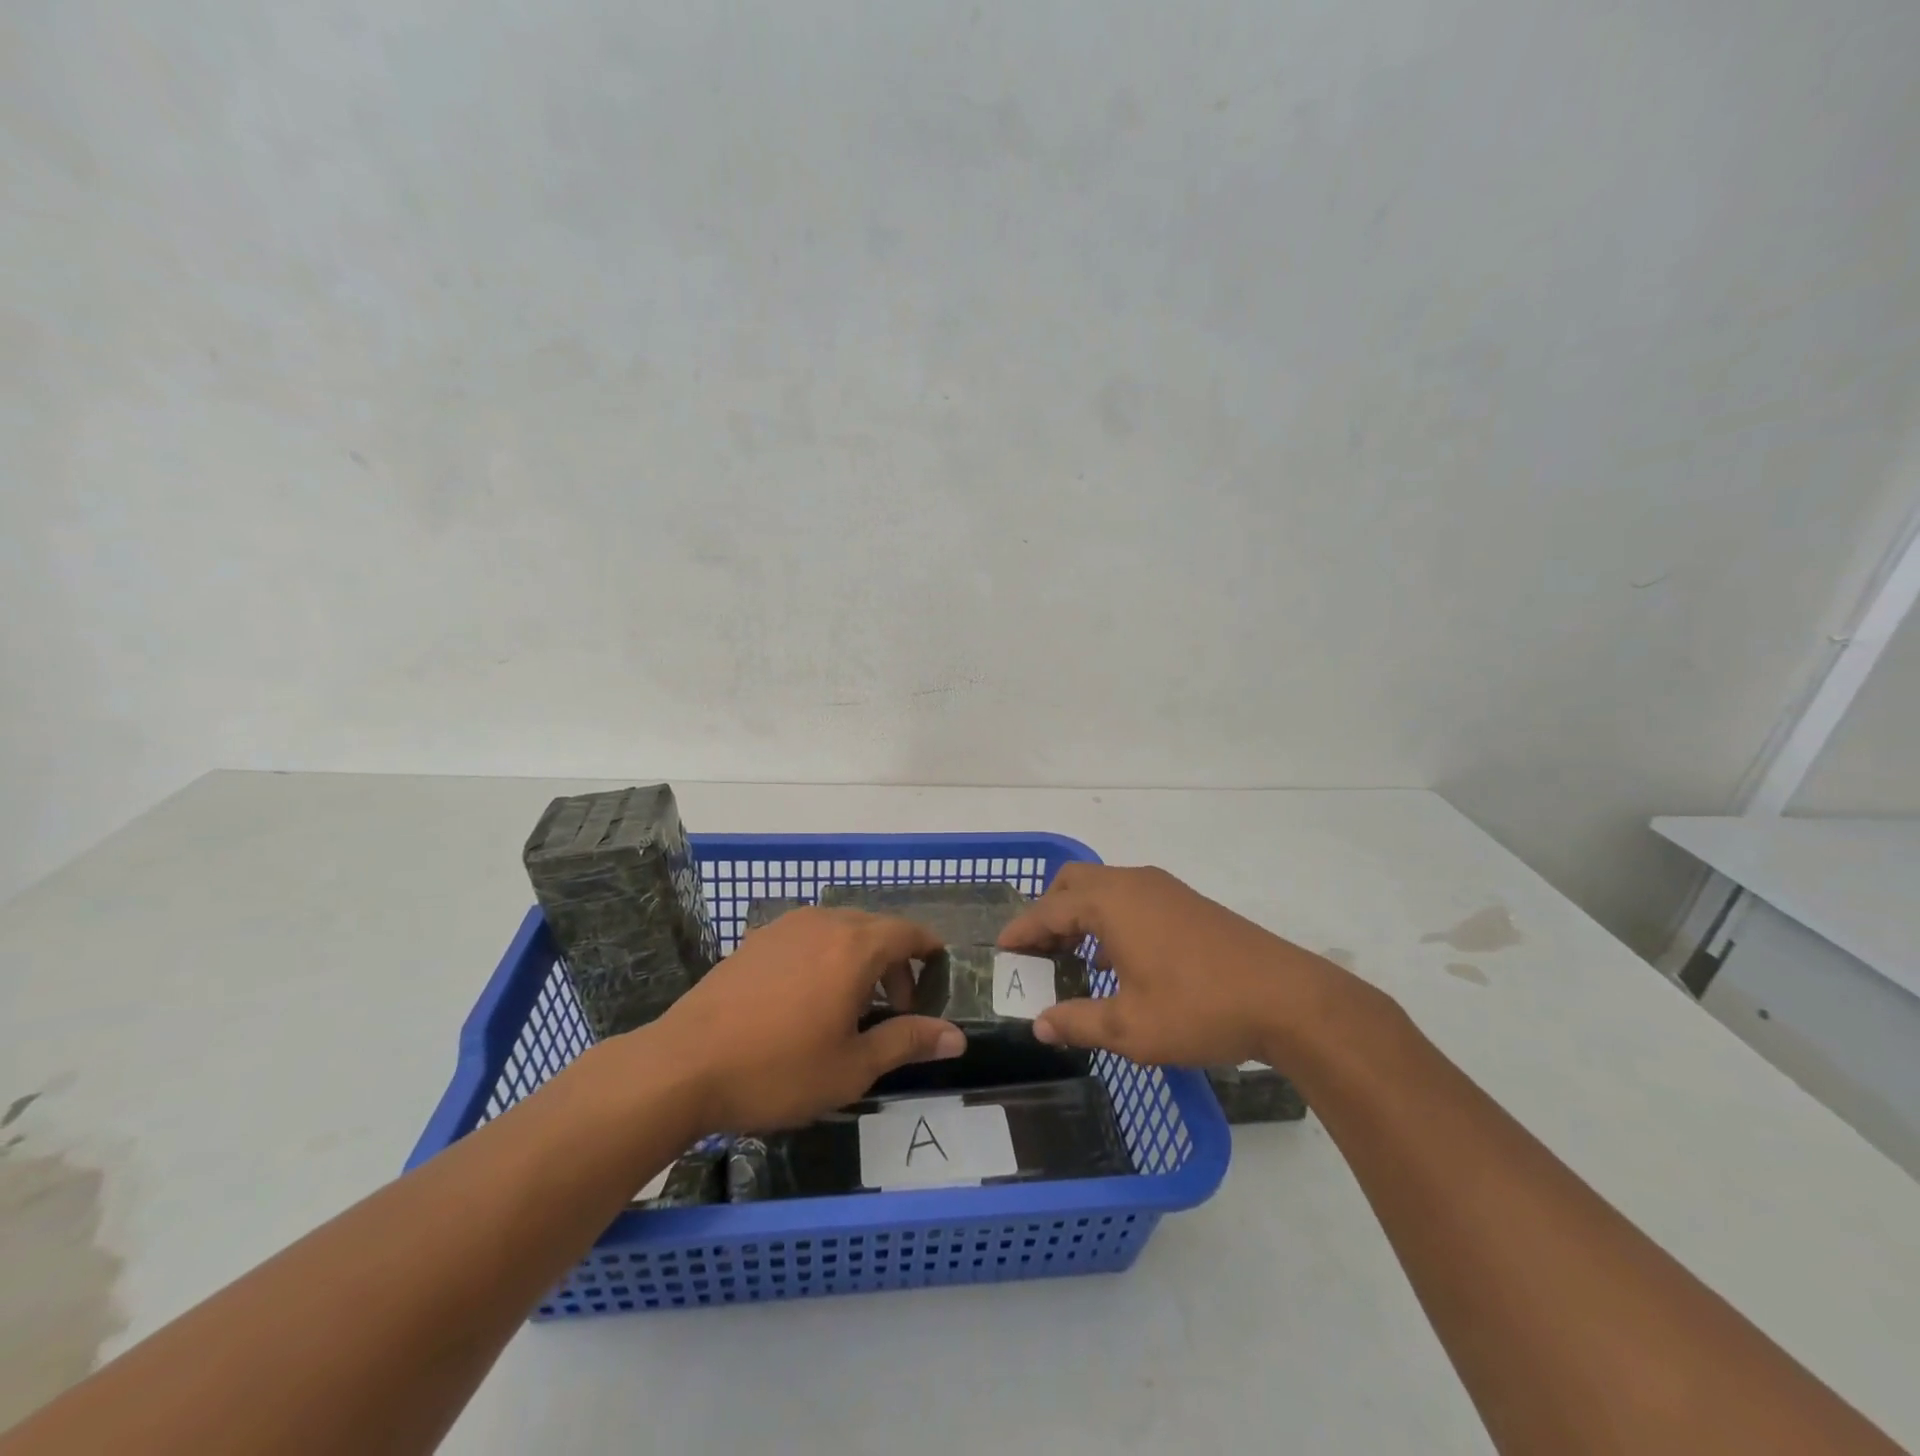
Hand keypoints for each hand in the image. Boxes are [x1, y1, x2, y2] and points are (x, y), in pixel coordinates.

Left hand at [645, 908, 965, 1131]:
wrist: (683, 1066)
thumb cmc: (778, 1070)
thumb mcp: (852, 1068)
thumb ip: (907, 1042)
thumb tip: (956, 1037)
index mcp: (854, 947)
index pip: (907, 932)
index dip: (928, 949)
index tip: (937, 971)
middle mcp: (823, 923)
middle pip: (875, 928)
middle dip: (894, 962)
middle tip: (895, 1009)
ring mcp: (785, 927)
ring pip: (839, 930)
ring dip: (859, 958)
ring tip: (852, 1006)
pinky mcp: (756, 940)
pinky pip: (807, 936)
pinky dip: (825, 956)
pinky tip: (808, 998)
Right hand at [997, 863, 1343, 1067]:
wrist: (1287, 999)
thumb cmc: (1198, 1008)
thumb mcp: (1129, 1027)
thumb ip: (1077, 1021)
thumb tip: (1039, 1024)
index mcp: (1111, 903)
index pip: (1048, 909)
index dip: (1021, 930)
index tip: (1001, 950)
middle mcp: (1133, 883)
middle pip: (1073, 883)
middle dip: (1049, 912)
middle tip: (1039, 953)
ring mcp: (1164, 889)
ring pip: (1104, 888)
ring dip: (1080, 915)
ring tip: (1073, 959)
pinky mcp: (1187, 902)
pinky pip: (1130, 898)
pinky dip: (1109, 918)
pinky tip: (1118, 960)